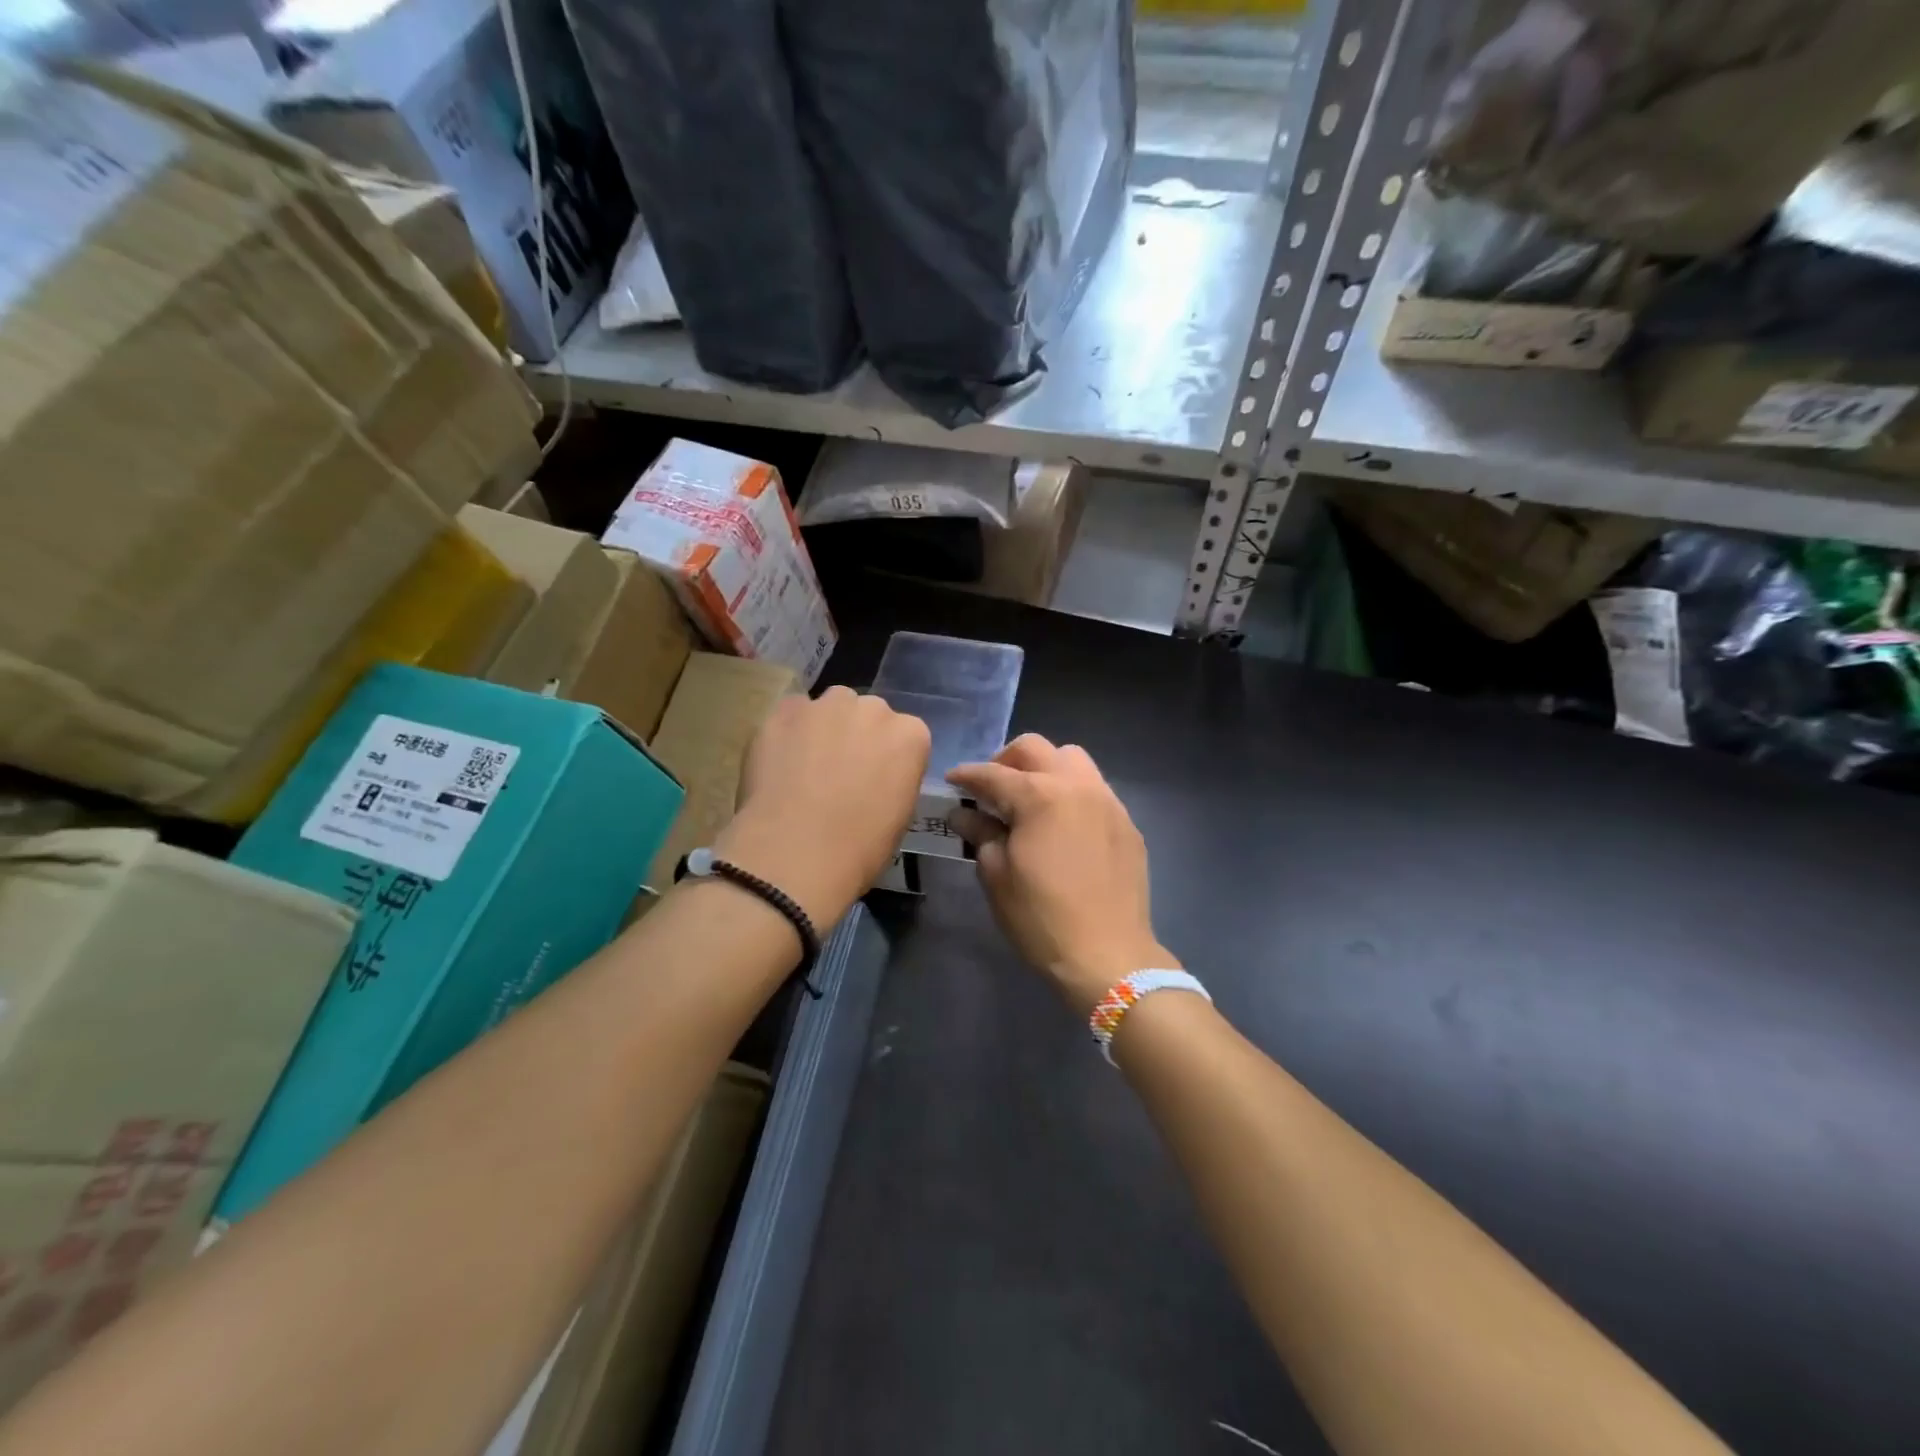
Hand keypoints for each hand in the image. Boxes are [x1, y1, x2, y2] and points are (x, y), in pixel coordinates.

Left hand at [715, 687, 930, 926]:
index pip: (904, 736)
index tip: (874, 782)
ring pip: (829, 708)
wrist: (797, 851)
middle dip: (857, 736)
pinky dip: (788, 732)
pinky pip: (791, 714)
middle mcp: (873, 709)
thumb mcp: (900, 815)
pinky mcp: (785, 711)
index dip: (887, 759)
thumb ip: (894, 778)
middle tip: (840, 773)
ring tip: (806, 766)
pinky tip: (779, 763)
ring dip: (823, 728)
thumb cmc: (860, 846)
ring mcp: (827, 705)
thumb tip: (876, 777)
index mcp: (910, 735)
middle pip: (867, 714)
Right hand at [947, 735, 1173, 1013]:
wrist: (1108, 955)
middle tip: (992, 788)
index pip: (993, 774)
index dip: (967, 775)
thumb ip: (981, 833)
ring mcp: (1107, 801)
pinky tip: (1063, 824)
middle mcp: (1076, 786)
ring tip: (1031, 799)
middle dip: (1007, 760)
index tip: (952, 780)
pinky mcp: (1126, 822)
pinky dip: (1072, 792)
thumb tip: (963, 812)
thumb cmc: (1041, 918)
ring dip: (1045, 768)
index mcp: (1039, 796)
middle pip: (1036, 748)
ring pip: (1073, 759)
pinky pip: (1095, 788)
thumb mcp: (997, 877)